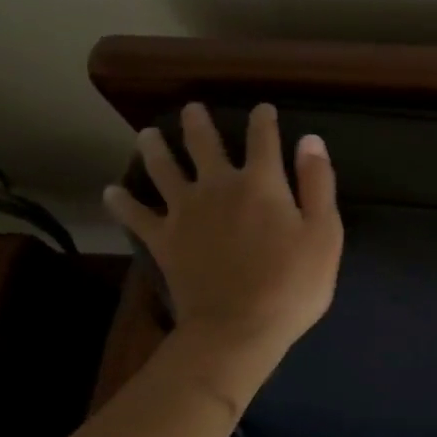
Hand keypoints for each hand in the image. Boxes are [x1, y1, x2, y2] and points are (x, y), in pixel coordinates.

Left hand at [104, 102, 342, 413]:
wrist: (238, 328)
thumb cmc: (292, 284)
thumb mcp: (324, 234)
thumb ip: (318, 184)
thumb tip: (310, 140)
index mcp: (261, 183)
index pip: (263, 139)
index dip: (263, 121)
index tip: (263, 109)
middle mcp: (218, 186)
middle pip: (204, 145)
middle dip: (199, 123)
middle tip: (192, 108)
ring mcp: (184, 212)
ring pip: (163, 169)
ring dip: (155, 148)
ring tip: (147, 134)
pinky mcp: (163, 240)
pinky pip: (136, 216)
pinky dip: (122, 202)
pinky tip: (111, 192)